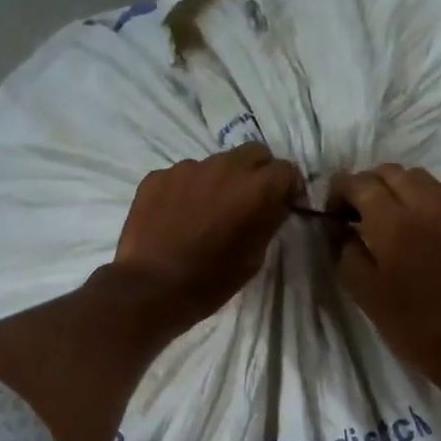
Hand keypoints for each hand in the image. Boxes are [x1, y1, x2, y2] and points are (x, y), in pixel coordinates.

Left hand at [112, 144, 299, 330]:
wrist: (152, 287)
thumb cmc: (211, 280)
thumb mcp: (254, 258)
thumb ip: (268, 222)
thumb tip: (273, 206)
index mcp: (256, 188)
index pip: (286, 170)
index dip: (288, 187)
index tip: (285, 203)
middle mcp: (224, 167)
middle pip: (253, 153)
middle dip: (258, 171)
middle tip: (249, 199)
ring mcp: (187, 168)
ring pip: (215, 164)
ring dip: (219, 181)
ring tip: (207, 211)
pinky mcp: (157, 176)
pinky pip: (182, 176)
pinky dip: (187, 190)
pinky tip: (178, 217)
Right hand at [330, 165, 440, 393]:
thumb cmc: (408, 323)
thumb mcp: (360, 290)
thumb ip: (344, 248)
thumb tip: (341, 225)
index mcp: (390, 222)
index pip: (358, 183)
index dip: (339, 191)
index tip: (334, 213)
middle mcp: (423, 204)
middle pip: (387, 172)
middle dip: (367, 186)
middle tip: (359, 214)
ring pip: (419, 176)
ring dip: (398, 188)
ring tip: (393, 214)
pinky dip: (433, 193)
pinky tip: (428, 217)